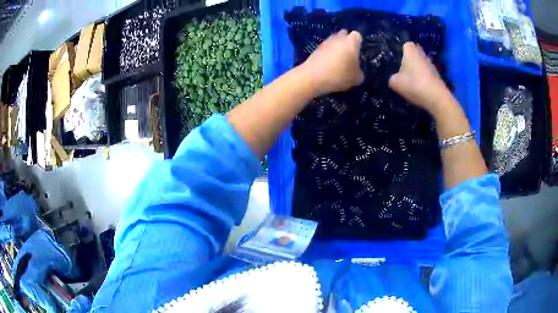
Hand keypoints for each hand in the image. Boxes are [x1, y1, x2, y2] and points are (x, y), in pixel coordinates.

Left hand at [301, 30, 364, 96]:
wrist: (312, 77)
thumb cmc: (339, 75)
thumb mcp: (356, 78)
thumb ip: (359, 72)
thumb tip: (357, 71)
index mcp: (351, 42)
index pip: (357, 35)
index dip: (358, 43)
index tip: (358, 52)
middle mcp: (338, 38)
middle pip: (344, 34)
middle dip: (347, 42)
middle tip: (349, 55)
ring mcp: (325, 42)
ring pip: (334, 40)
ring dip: (337, 47)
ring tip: (338, 61)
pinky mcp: (315, 48)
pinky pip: (326, 48)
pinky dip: (328, 53)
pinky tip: (328, 64)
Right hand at [389, 42, 451, 114]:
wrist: (437, 99)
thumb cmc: (414, 84)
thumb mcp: (395, 83)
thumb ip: (392, 77)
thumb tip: (394, 78)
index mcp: (411, 50)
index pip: (405, 45)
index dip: (401, 51)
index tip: (397, 60)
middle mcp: (422, 54)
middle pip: (414, 54)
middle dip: (410, 60)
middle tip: (402, 70)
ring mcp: (431, 65)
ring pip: (421, 64)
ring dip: (417, 70)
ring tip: (411, 82)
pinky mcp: (437, 76)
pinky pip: (427, 74)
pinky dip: (423, 79)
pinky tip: (420, 89)